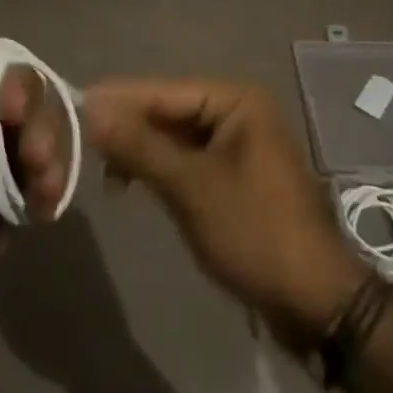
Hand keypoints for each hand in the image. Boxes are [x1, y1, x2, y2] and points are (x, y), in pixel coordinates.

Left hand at [0, 51, 64, 392]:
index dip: (1, 76)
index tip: (18, 111)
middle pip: (0, 102)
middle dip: (30, 121)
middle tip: (39, 159)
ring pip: (15, 143)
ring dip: (41, 156)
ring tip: (48, 192)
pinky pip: (18, 188)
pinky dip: (38, 191)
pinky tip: (45, 212)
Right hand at [83, 78, 366, 348]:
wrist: (316, 302)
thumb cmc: (254, 232)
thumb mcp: (190, 186)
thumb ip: (140, 145)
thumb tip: (92, 108)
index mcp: (236, 100)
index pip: (164, 90)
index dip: (119, 99)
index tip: (75, 104)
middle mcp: (238, 112)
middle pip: (169, 111)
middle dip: (129, 127)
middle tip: (84, 144)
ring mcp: (238, 146)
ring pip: (175, 137)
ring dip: (142, 151)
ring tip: (105, 171)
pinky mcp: (235, 177)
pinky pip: (188, 161)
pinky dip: (160, 170)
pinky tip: (133, 184)